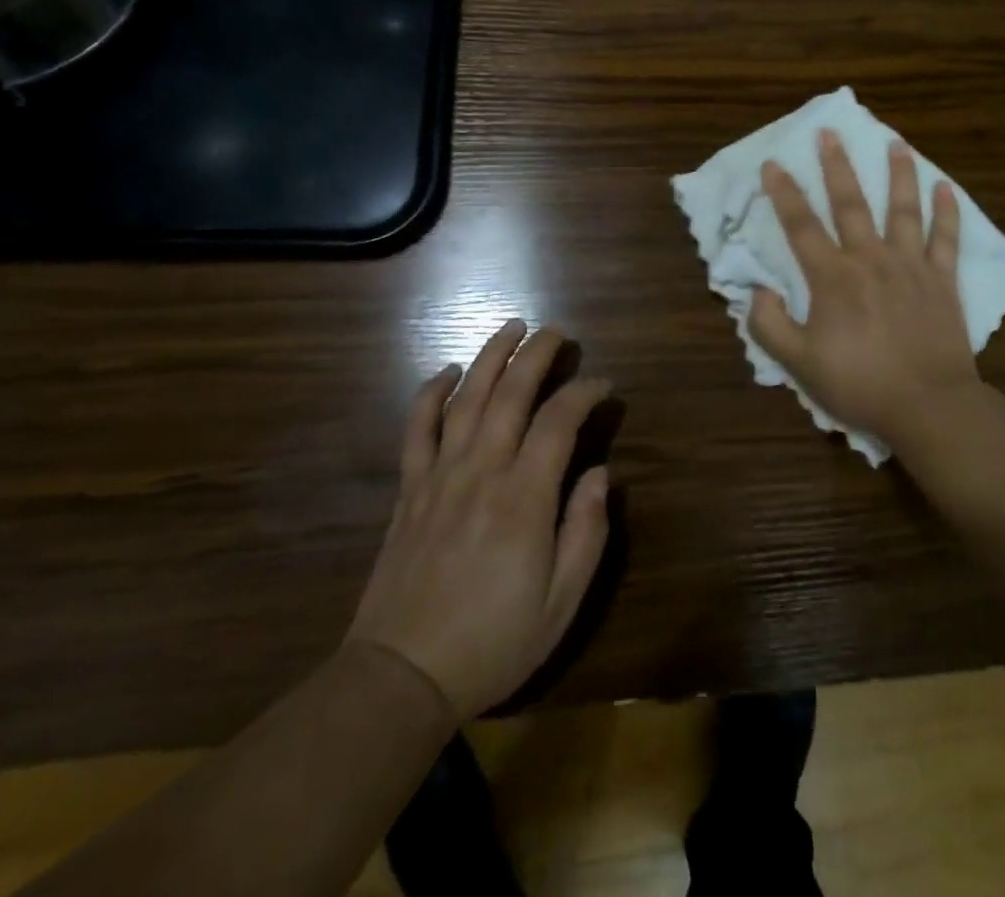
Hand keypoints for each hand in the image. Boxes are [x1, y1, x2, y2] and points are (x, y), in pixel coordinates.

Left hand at [348, 321, 610, 719]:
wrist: (402, 677)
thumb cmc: (493, 643)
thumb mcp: (561, 603)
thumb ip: (586, 532)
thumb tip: (600, 474)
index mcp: (524, 498)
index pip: (559, 422)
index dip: (584, 394)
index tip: (603, 385)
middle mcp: (482, 472)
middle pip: (511, 394)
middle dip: (537, 354)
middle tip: (557, 332)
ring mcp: (440, 476)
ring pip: (466, 398)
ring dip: (491, 357)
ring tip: (512, 327)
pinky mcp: (410, 489)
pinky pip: (417, 428)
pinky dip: (430, 393)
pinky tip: (447, 372)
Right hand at [749, 131, 981, 447]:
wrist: (927, 406)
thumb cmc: (859, 384)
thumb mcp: (799, 364)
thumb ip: (770, 325)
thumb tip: (758, 290)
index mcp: (833, 278)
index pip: (801, 226)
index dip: (784, 194)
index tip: (773, 163)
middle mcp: (870, 260)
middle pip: (851, 204)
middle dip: (837, 166)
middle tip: (830, 133)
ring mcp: (911, 266)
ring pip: (903, 210)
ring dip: (899, 174)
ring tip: (897, 143)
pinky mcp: (943, 281)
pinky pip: (946, 239)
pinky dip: (947, 213)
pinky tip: (946, 188)